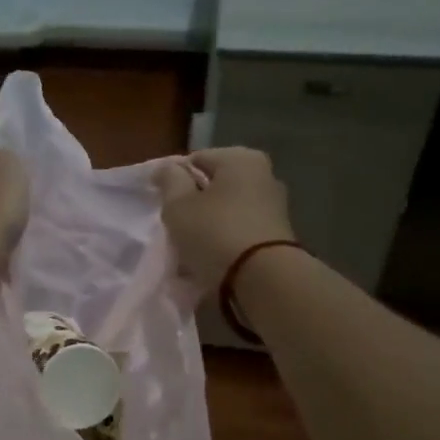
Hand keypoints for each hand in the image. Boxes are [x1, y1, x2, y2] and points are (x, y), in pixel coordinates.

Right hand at [154, 147, 295, 294]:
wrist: (263, 281)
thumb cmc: (215, 233)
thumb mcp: (178, 205)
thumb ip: (169, 181)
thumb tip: (168, 168)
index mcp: (241, 158)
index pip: (196, 160)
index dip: (174, 180)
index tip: (162, 203)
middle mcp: (264, 175)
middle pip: (214, 185)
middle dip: (194, 202)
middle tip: (175, 225)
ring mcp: (274, 206)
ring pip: (226, 209)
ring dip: (208, 223)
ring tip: (190, 245)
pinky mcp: (277, 234)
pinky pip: (239, 230)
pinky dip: (224, 239)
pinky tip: (210, 257)